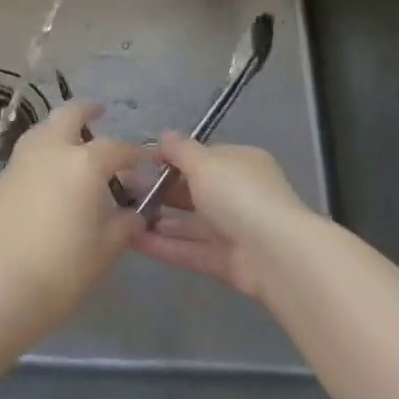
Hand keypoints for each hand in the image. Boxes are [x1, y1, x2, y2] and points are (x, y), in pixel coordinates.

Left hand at [0, 101, 141, 374]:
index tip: (145, 160)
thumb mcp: (103, 251)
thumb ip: (123, 226)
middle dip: (86, 110)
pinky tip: (46, 174)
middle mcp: (51, 150)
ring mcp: (20, 161)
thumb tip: (134, 214)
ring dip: (58, 128)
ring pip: (42, 129)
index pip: (116, 148)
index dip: (134, 153)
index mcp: (84, 163)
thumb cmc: (61, 268)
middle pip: (69, 115)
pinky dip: (41, 153)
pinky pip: (26, 154)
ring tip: (70, 142)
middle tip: (99, 113)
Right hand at [130, 132, 310, 300]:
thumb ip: (180, 150)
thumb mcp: (204, 162)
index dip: (170, 158)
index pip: (202, 157)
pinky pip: (191, 250)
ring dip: (157, 220)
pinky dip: (165, 246)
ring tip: (120, 217)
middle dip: (158, 191)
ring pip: (189, 223)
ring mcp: (234, 230)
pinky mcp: (228, 263)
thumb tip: (164, 135)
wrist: (277, 254)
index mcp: (240, 164)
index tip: (139, 162)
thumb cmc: (238, 194)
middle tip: (120, 190)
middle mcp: (238, 195)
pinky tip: (133, 241)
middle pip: (192, 191)